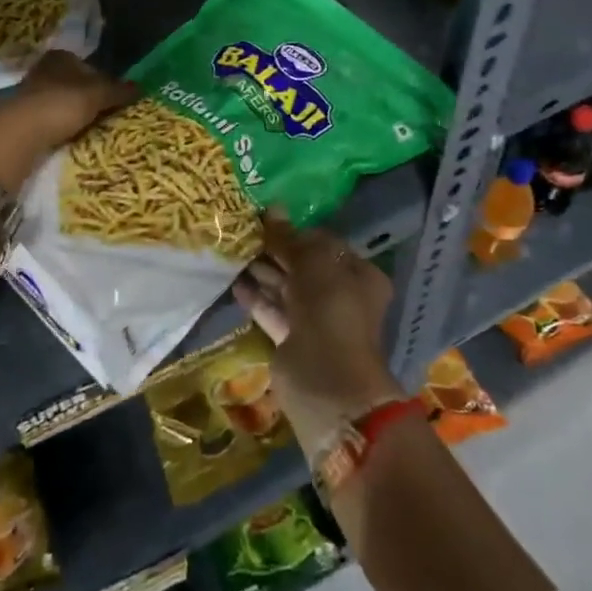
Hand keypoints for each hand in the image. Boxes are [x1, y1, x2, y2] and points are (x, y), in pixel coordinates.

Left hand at [0, 51, 138, 191]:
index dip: (104, 81)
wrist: (17, 135)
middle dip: (89, 97)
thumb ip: (118, 90)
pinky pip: (50, 118)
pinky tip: (69, 137)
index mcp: (61, 57)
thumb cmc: (60, 105)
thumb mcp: (96, 96)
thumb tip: (142, 86)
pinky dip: (61, 126)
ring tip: (90, 130)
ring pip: (62, 101)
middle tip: (106, 115)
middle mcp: (44, 69)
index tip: (115, 99)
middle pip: (75, 83)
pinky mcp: (22, 116)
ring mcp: (30, 93)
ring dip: (74, 113)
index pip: (89, 65)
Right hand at [232, 214, 403, 458]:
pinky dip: (256, 298)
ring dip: (263, 272)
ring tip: (233, 252)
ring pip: (286, 289)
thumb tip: (274, 208)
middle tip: (243, 233)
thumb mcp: (312, 263)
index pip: (324, 244)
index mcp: (358, 275)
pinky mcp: (294, 342)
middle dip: (276, 251)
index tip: (266, 220)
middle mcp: (341, 296)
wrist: (327, 382)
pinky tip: (234, 282)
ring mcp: (317, 321)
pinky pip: (273, 312)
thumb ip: (289, 238)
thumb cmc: (330, 311)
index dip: (296, 231)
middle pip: (304, 266)